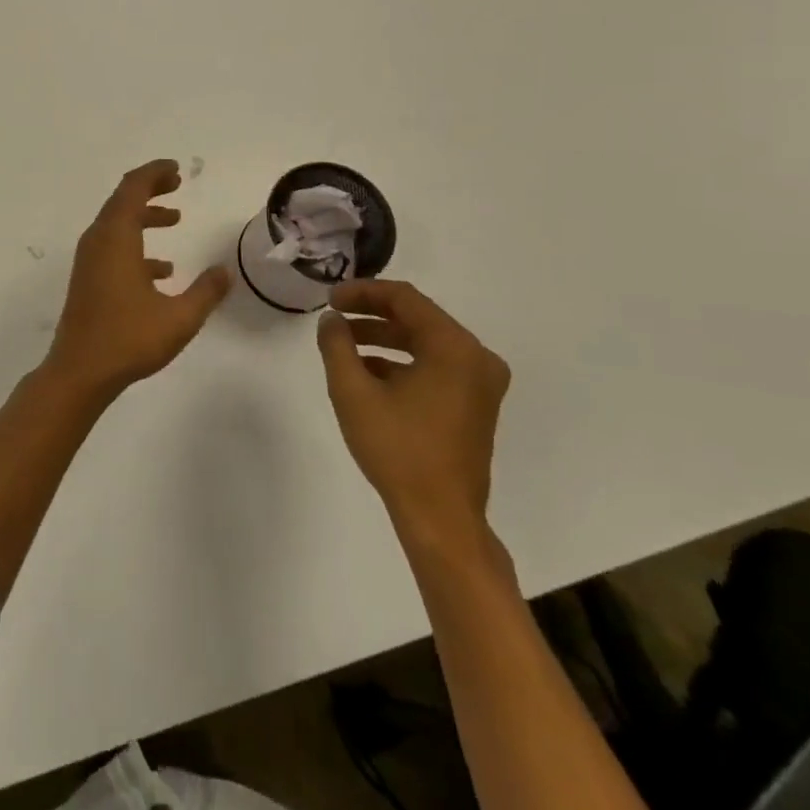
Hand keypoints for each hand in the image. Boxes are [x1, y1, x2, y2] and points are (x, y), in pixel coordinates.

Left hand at [47, 160, 231, 399]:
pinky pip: (113, 248)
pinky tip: (162, 271)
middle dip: (150, 189)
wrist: (79, 371)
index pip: (132, 188)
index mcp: (116, 238)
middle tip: (177, 184)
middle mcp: (98, 241)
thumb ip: (205, 292)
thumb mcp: (179, 318)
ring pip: (117, 224)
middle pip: (122, 200)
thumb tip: (225, 272)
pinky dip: (136, 245)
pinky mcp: (88, 278)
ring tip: (175, 219)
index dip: (153, 173)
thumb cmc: (128, 339)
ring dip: (144, 216)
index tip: (176, 169)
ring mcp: (89, 260)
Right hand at [317, 279, 510, 550]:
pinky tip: (367, 372)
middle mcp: (476, 358)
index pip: (405, 298)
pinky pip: (436, 365)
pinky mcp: (476, 404)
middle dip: (371, 313)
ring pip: (425, 342)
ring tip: (344, 343)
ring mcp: (480, 383)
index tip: (329, 299)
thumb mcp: (353, 391)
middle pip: (418, 317)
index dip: (363, 292)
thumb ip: (337, 345)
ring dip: (384, 337)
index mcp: (454, 348)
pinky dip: (402, 361)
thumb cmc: (397, 449)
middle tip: (334, 316)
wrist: (441, 518)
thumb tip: (332, 320)